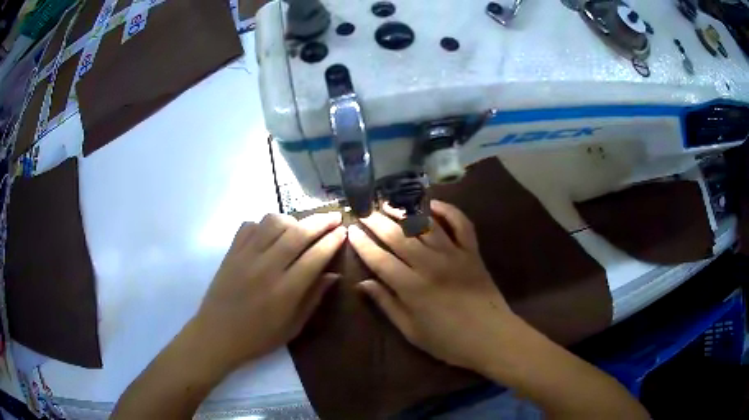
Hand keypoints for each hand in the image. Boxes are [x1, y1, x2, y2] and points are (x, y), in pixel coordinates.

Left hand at [193, 213, 345, 369]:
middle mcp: (266, 267)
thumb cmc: (258, 337)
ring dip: (292, 220)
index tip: (344, 231)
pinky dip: (263, 224)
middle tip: (334, 217)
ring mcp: (246, 256)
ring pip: (273, 222)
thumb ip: (313, 298)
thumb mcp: (293, 327)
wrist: (217, 335)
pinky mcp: (231, 252)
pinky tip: (269, 235)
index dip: (333, 241)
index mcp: (285, 290)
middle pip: (298, 233)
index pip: (315, 256)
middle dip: (320, 222)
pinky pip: (249, 225)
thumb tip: (333, 275)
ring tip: (300, 227)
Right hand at [348, 200, 516, 372]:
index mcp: (412, 288)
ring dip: (404, 211)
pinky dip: (448, 210)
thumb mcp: (411, 331)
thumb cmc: (448, 341)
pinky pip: (461, 224)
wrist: (492, 337)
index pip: (380, 259)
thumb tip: (362, 284)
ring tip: (388, 203)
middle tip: (364, 212)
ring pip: (425, 225)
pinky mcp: (472, 252)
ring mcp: (454, 254)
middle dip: (377, 222)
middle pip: (398, 236)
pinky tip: (433, 204)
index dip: (363, 244)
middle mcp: (430, 265)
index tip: (351, 231)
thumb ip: (387, 304)